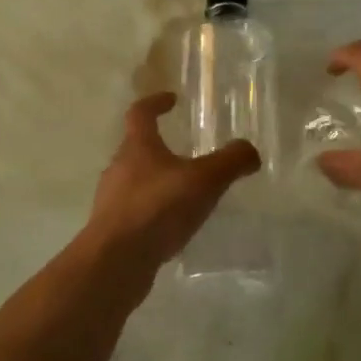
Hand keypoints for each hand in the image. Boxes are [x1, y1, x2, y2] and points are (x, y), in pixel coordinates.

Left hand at [82, 93, 261, 274]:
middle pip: (136, 148)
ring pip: (135, 182)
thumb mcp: (204, 181)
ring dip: (156, 182)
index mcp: (137, 147)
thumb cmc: (157, 209)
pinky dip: (153, 212)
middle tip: (185, 153)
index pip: (140, 113)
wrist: (115, 262)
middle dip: (159, 147)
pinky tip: (171, 228)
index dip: (155, 102)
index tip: (171, 99)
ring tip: (183, 194)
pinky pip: (135, 212)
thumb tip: (250, 151)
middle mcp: (118, 168)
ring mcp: (111, 201)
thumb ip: (230, 161)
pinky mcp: (112, 230)